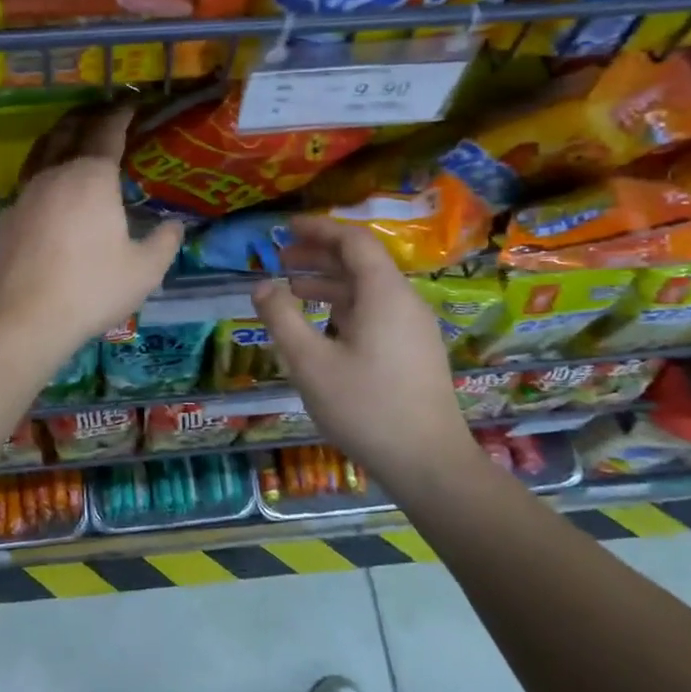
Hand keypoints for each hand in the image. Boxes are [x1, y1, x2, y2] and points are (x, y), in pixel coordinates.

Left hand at [0, 107, 183, 355]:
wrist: (25, 320)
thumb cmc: (92, 289)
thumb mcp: (145, 270)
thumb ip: (164, 242)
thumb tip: (174, 225)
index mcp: (91, 178)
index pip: (107, 132)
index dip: (121, 115)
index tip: (131, 105)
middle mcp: (55, 175)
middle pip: (69, 132)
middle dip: (88, 117)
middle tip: (103, 114)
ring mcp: (25, 195)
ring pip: (43, 152)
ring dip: (60, 138)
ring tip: (72, 137)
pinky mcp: (7, 218)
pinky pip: (28, 182)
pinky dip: (43, 171)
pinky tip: (49, 188)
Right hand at [253, 217, 478, 488]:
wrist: (429, 463)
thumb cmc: (366, 407)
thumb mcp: (310, 363)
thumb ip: (281, 318)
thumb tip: (261, 285)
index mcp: (384, 293)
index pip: (353, 241)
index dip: (319, 229)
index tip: (285, 228)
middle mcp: (404, 301)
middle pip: (361, 262)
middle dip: (319, 255)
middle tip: (280, 258)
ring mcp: (413, 327)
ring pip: (368, 289)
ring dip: (330, 282)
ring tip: (292, 289)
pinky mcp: (414, 350)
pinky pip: (376, 311)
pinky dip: (345, 306)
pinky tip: (322, 325)